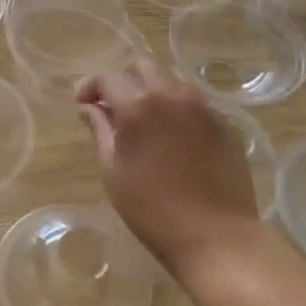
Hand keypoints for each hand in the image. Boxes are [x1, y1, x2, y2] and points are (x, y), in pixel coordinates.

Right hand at [75, 60, 266, 279]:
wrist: (217, 238)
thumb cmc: (153, 211)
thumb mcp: (113, 172)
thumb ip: (100, 131)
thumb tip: (89, 108)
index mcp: (138, 105)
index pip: (107, 76)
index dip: (90, 85)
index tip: (81, 103)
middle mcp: (172, 95)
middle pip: (142, 67)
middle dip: (123, 80)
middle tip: (113, 107)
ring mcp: (203, 107)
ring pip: (171, 81)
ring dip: (152, 92)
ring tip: (144, 122)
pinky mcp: (224, 124)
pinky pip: (194, 103)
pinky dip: (176, 110)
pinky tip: (172, 139)